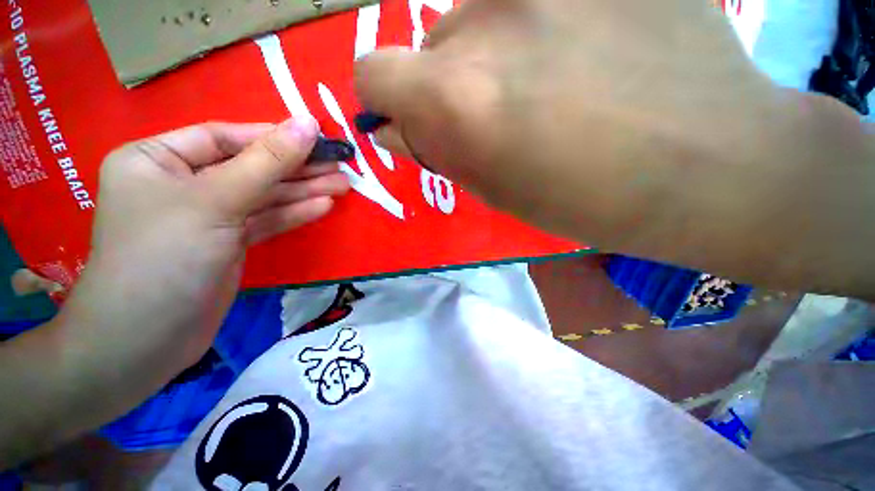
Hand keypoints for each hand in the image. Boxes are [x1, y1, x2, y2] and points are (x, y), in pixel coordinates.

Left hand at [76, 118, 347, 371]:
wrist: (148, 340)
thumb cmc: (165, 257)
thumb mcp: (216, 199)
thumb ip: (267, 161)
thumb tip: (306, 124)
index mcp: (159, 159)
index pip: (225, 137)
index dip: (273, 136)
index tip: (317, 138)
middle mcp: (183, 183)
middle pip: (251, 168)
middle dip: (297, 168)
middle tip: (340, 166)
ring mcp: (209, 216)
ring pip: (264, 196)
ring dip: (304, 191)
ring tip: (343, 185)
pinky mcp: (229, 243)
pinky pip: (265, 220)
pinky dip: (294, 214)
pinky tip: (323, 206)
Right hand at [355, 0, 874, 295]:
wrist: (707, 165)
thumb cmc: (584, 200)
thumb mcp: (492, 190)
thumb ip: (432, 150)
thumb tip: (390, 127)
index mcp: (458, 98)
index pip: (372, 74)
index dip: (383, 98)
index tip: (409, 116)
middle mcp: (485, 22)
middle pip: (431, 46)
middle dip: (449, 84)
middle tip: (500, 114)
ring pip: (476, 16)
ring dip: (490, 53)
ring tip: (547, 85)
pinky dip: (537, 25)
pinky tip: (582, 54)